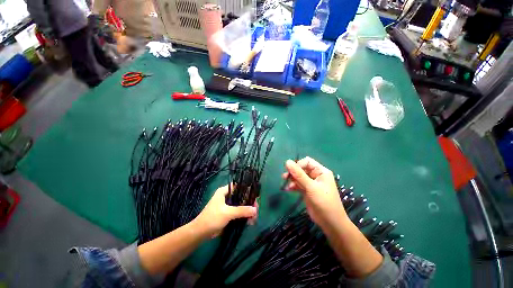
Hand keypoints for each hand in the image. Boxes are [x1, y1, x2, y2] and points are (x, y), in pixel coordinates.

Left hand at [193, 184, 257, 237]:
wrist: (200, 233)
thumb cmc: (212, 218)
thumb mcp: (227, 213)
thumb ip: (241, 210)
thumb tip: (255, 210)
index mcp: (224, 191)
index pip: (239, 186)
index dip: (248, 190)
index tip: (255, 196)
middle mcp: (227, 196)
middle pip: (242, 196)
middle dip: (249, 203)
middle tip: (256, 210)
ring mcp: (228, 205)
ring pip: (241, 205)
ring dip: (248, 211)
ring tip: (254, 219)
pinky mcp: (229, 213)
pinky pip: (239, 212)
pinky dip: (244, 216)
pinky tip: (250, 222)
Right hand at [283, 157, 348, 232]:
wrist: (330, 223)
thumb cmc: (323, 202)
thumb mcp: (311, 187)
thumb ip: (299, 174)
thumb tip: (287, 161)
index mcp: (321, 171)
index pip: (307, 162)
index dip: (298, 165)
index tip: (290, 171)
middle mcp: (316, 175)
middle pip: (302, 169)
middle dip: (293, 173)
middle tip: (285, 177)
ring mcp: (311, 183)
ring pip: (299, 177)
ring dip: (292, 179)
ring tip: (286, 183)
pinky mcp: (307, 191)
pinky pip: (298, 184)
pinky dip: (293, 186)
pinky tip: (287, 189)